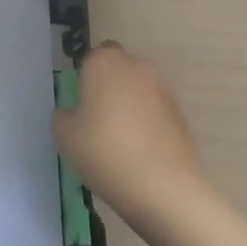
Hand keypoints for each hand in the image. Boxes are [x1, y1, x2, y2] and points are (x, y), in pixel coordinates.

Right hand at [53, 41, 205, 223]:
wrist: (165, 189)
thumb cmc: (105, 152)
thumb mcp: (65, 135)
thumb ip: (65, 116)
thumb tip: (75, 114)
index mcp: (105, 61)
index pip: (93, 56)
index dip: (87, 77)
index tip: (82, 104)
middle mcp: (136, 66)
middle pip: (119, 70)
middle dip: (110, 88)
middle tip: (99, 122)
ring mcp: (163, 90)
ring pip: (139, 91)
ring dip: (131, 107)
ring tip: (123, 143)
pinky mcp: (182, 116)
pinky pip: (156, 113)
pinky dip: (149, 125)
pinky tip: (142, 155)